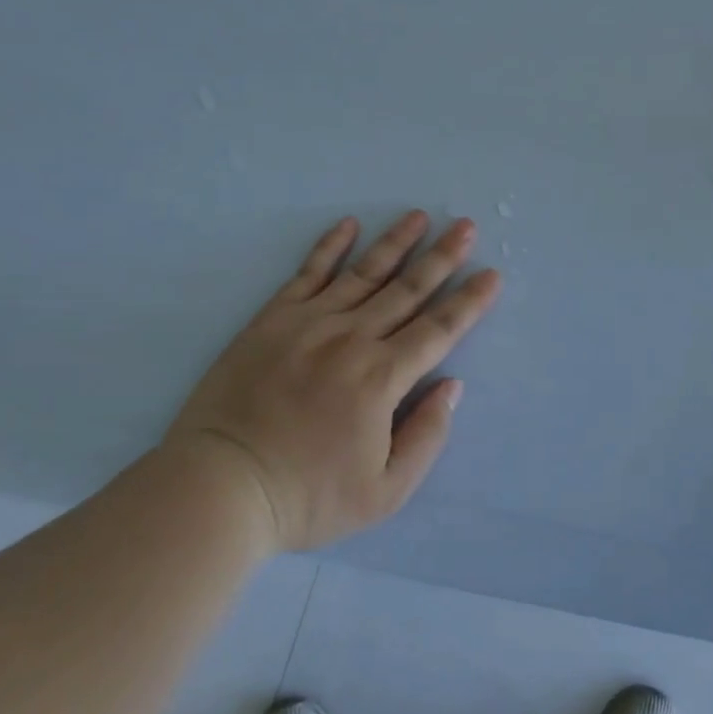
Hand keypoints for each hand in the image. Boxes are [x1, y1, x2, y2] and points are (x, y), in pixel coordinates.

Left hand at [163, 212, 501, 552]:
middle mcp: (351, 339)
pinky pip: (307, 274)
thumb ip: (426, 437)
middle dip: (442, 257)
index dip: (469, 302)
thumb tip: (451, 386)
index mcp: (382, 378)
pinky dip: (330, 247)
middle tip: (466, 226)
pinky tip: (348, 225)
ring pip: (364, 273)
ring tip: (420, 216)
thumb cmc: (307, 497)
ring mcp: (309, 324)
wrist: (220, 488)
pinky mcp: (272, 320)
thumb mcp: (384, 492)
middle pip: (407, 290)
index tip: (491, 274)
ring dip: (396, 242)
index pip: (438, 330)